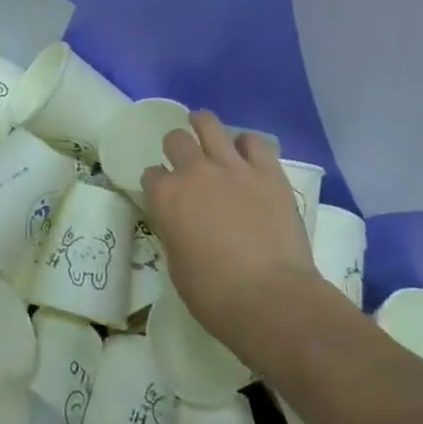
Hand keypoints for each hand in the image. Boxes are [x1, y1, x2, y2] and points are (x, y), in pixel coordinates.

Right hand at [140, 110, 319, 352]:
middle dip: (177, 148)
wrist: (271, 299)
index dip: (158, 183)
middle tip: (186, 162)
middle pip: (176, 139)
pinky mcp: (268, 172)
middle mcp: (193, 172)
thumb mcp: (177, 266)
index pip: (151, 174)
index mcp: (165, 197)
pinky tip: (247, 154)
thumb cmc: (215, 296)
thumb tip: (183, 226)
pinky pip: (254, 140)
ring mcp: (232, 168)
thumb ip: (175, 233)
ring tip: (206, 130)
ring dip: (204, 125)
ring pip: (209, 124)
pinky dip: (247, 144)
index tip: (165, 194)